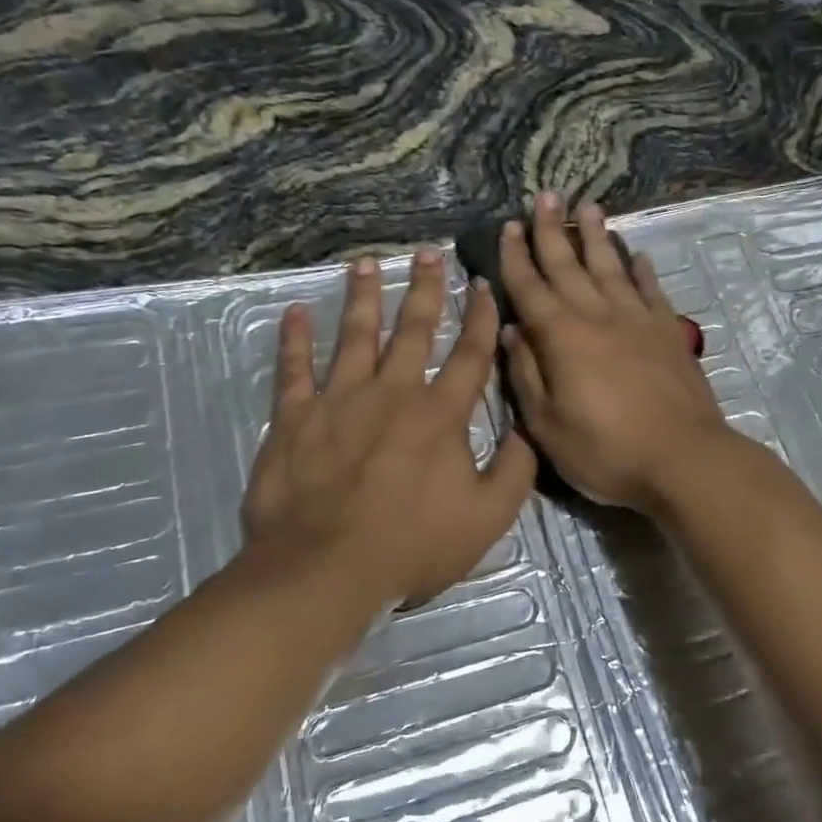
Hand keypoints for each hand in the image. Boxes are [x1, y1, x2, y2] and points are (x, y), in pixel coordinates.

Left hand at [241, 249, 536, 611]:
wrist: (325, 569)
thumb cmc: (412, 545)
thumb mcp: (487, 518)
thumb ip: (515, 470)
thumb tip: (528, 429)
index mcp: (440, 414)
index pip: (469, 354)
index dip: (479, 317)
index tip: (483, 284)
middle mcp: (392, 392)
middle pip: (413, 329)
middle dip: (425, 288)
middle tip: (429, 252)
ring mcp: (339, 399)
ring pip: (355, 334)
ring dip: (363, 296)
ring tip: (366, 262)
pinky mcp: (295, 417)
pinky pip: (293, 368)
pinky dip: (294, 338)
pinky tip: (294, 311)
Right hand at [500, 195, 731, 512]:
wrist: (683, 459)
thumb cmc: (606, 451)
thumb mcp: (547, 426)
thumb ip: (526, 376)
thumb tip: (512, 331)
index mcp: (561, 337)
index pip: (530, 287)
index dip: (515, 256)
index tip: (508, 226)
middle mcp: (598, 316)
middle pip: (569, 264)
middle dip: (552, 230)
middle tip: (544, 195)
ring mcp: (638, 320)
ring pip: (611, 266)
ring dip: (596, 236)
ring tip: (588, 206)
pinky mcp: (669, 332)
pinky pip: (651, 290)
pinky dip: (642, 270)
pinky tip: (637, 255)